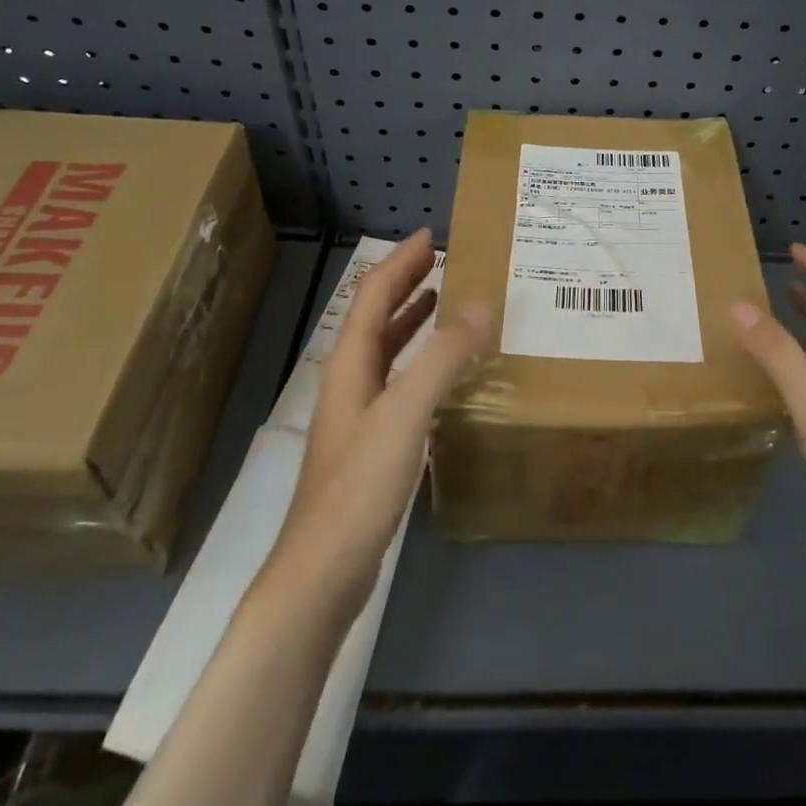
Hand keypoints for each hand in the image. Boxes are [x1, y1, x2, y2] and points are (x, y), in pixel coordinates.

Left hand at [258, 229, 492, 619]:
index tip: (430, 236)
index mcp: (350, 363)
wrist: (324, 569)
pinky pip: (399, 380)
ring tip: (443, 299)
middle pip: (376, 317)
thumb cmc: (360, 485)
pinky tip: (442, 371)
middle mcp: (350, 380)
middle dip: (405, 283)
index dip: (399, 262)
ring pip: (386, 349)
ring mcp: (358, 413)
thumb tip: (481, 304)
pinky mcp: (371, 442)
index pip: (373, 296)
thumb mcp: (406, 412)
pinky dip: (420, 359)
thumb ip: (443, 357)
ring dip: (411, 319)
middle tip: (441, 259)